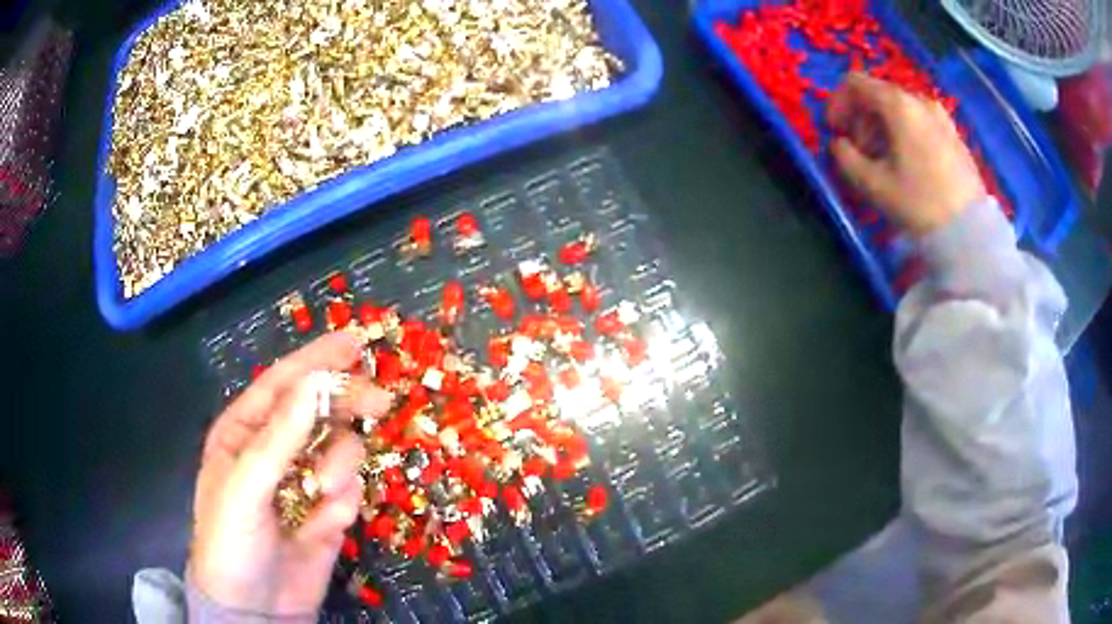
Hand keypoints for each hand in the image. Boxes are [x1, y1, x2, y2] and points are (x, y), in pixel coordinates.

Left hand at [189, 332, 391, 614]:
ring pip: (340, 450)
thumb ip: (279, 436)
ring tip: (325, 492)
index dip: (316, 360)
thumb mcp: (245, 486)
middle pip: (320, 410)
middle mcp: (276, 450)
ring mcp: (304, 482)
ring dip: (340, 465)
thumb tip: (315, 381)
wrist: (255, 608)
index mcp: (245, 433)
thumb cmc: (231, 540)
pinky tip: (325, 523)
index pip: (282, 384)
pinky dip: (343, 501)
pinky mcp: (328, 513)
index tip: (355, 342)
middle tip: (379, 405)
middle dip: (346, 405)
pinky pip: (350, 490)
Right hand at [827, 73, 986, 235]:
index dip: (837, 104)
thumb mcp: (873, 185)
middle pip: (879, 95)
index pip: (855, 83)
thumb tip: (840, 145)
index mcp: (898, 104)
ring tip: (885, 162)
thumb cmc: (920, 203)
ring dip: (883, 128)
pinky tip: (909, 165)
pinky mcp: (954, 135)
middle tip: (860, 152)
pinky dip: (906, 134)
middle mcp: (919, 100)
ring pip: (901, 109)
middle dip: (862, 119)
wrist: (970, 232)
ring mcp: (940, 116)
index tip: (835, 132)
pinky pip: (920, 122)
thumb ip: (846, 158)